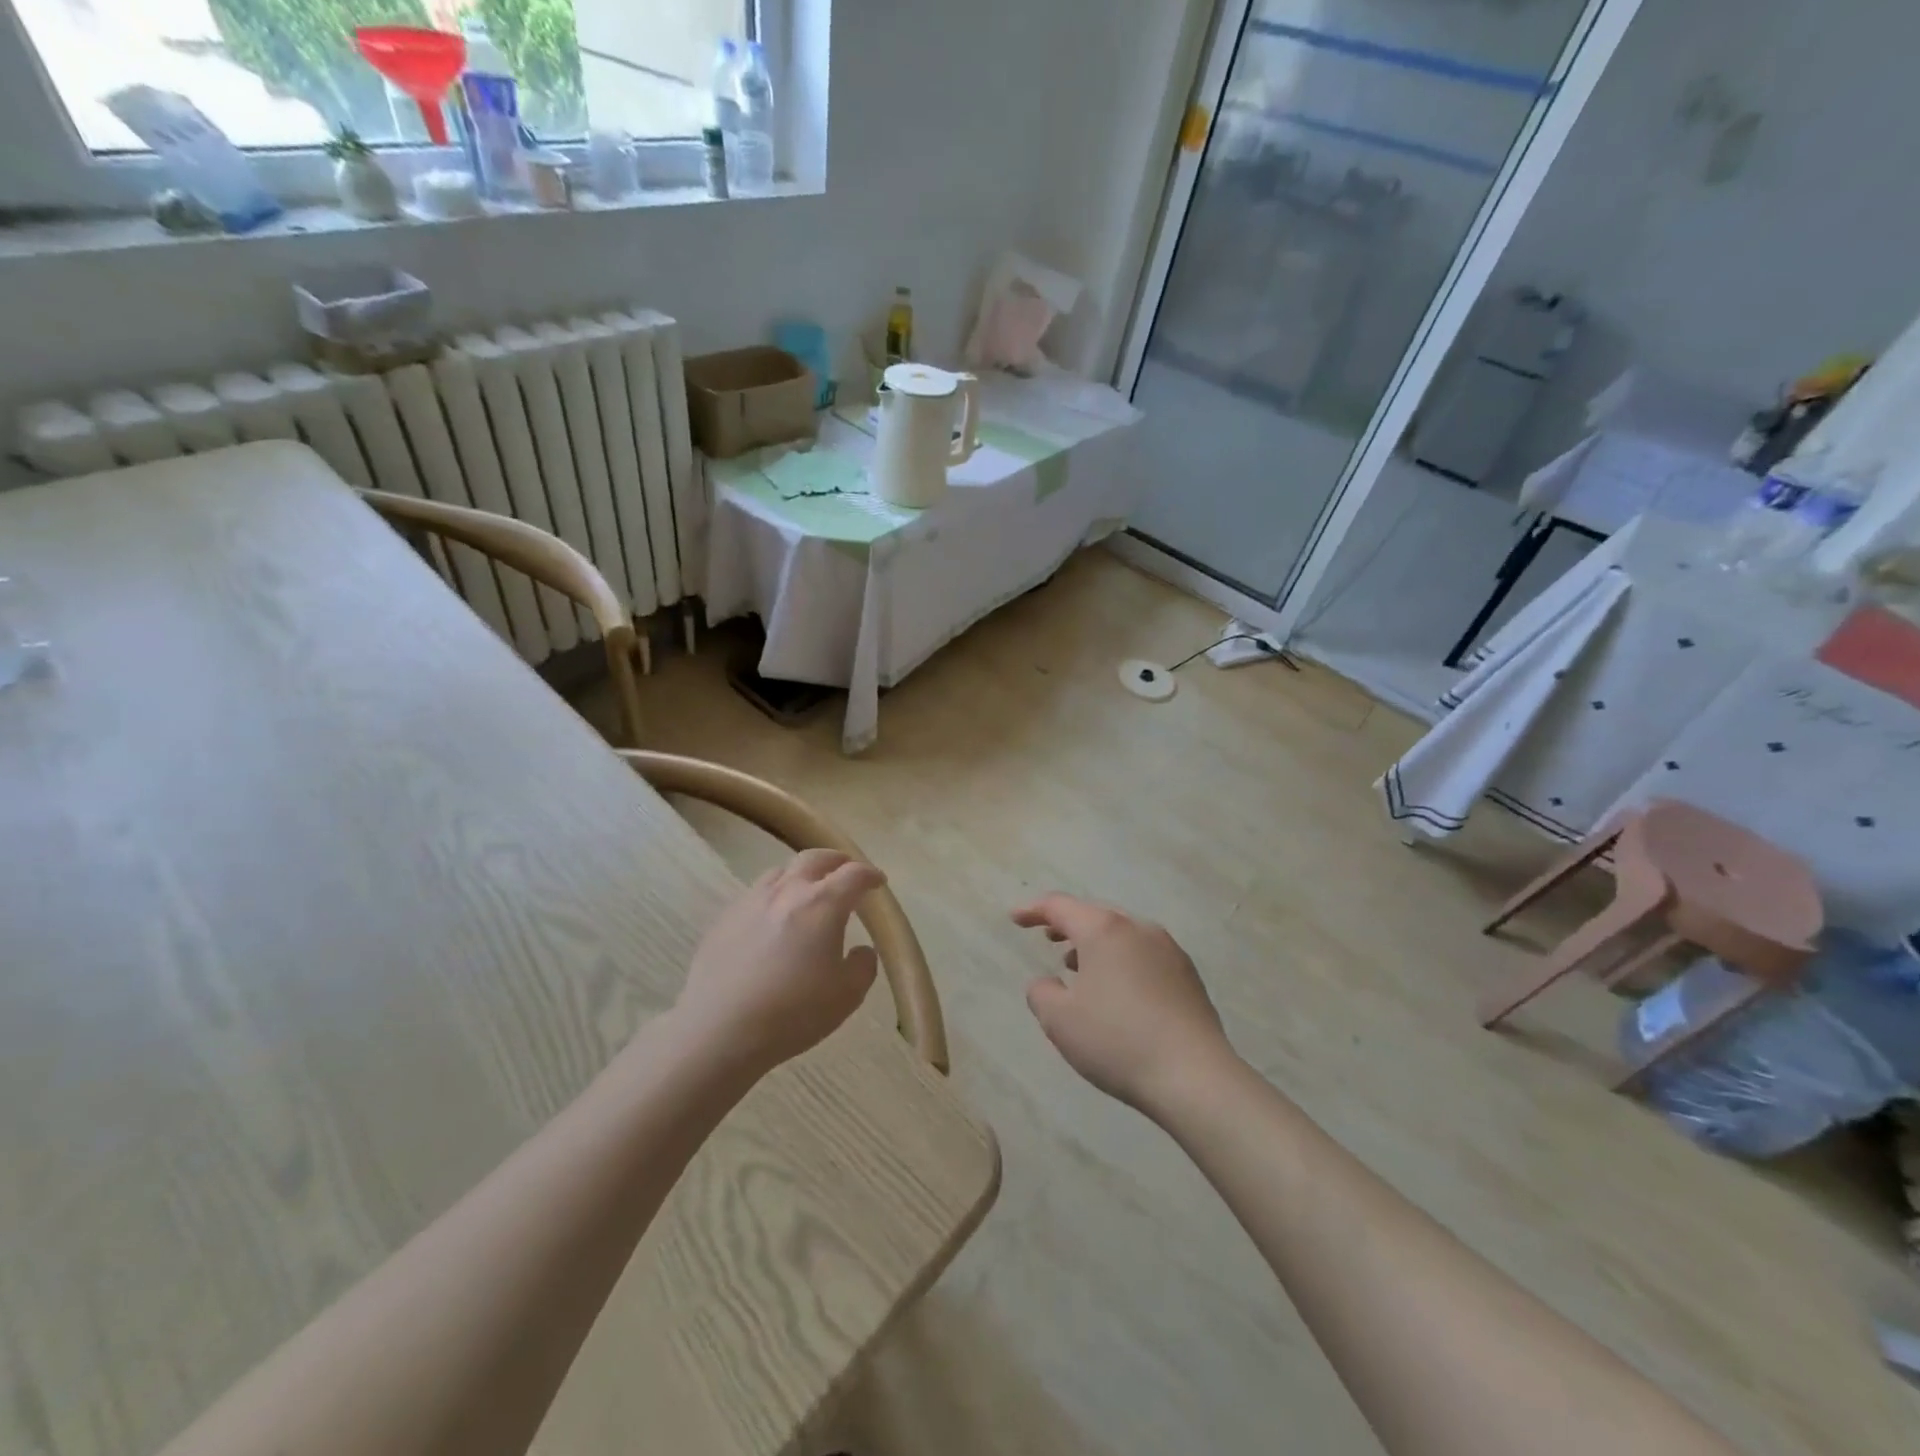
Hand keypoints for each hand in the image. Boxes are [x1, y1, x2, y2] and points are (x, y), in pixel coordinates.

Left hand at [677, 849, 885, 1074]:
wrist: (719, 1029)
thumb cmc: (793, 1012)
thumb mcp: (847, 996)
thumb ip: (863, 966)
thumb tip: (861, 949)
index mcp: (823, 904)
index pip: (854, 875)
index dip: (870, 875)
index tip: (878, 882)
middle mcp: (788, 891)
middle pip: (815, 859)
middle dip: (836, 861)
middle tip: (846, 871)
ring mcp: (752, 901)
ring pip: (781, 872)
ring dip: (802, 874)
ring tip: (807, 892)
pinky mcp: (725, 918)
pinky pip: (756, 894)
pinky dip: (774, 896)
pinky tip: (772, 920)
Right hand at [1012, 894, 1234, 1114]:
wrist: (1194, 1076)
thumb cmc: (1117, 1041)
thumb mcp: (1060, 1021)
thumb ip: (1042, 993)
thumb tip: (1048, 983)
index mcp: (1104, 930)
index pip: (1060, 907)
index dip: (1033, 910)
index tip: (1015, 918)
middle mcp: (1138, 929)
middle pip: (1095, 915)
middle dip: (1068, 924)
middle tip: (1047, 936)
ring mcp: (1169, 950)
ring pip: (1122, 934)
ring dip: (1096, 944)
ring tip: (1078, 966)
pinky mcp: (1188, 975)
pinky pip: (1144, 955)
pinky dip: (1121, 960)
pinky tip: (1117, 990)